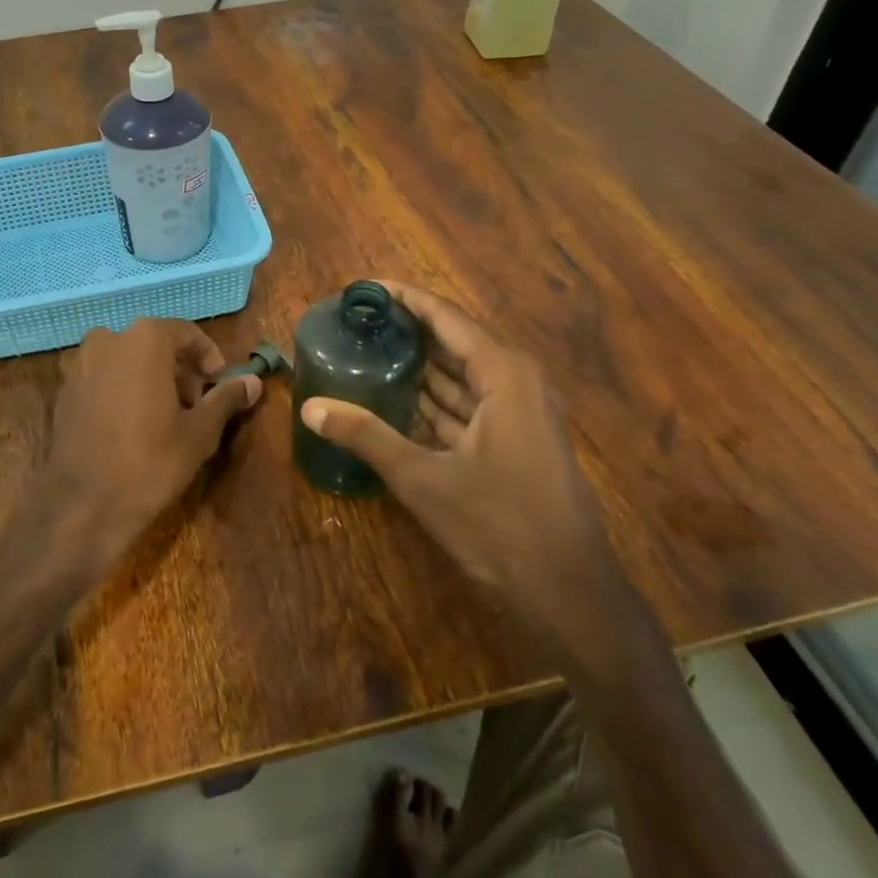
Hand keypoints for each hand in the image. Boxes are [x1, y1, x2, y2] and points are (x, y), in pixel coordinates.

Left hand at [43, 319, 261, 566]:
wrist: (83, 505)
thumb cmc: (150, 461)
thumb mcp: (200, 432)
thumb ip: (225, 398)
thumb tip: (253, 381)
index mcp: (144, 339)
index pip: (186, 333)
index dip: (208, 358)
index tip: (219, 384)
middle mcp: (108, 340)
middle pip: (154, 345)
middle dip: (179, 370)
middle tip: (195, 406)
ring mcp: (81, 365)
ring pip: (126, 361)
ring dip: (150, 379)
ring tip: (166, 419)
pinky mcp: (65, 391)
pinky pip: (103, 379)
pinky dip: (122, 391)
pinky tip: (132, 427)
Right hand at [299, 283, 634, 653]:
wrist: (568, 590)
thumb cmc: (499, 523)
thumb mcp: (423, 477)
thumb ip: (366, 435)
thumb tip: (310, 407)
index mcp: (503, 373)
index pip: (445, 316)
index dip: (404, 297)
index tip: (364, 287)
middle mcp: (514, 381)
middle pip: (451, 342)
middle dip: (405, 333)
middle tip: (355, 323)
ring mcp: (517, 412)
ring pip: (458, 377)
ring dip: (416, 369)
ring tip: (365, 354)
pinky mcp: (513, 440)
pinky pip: (466, 406)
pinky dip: (432, 402)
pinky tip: (393, 402)